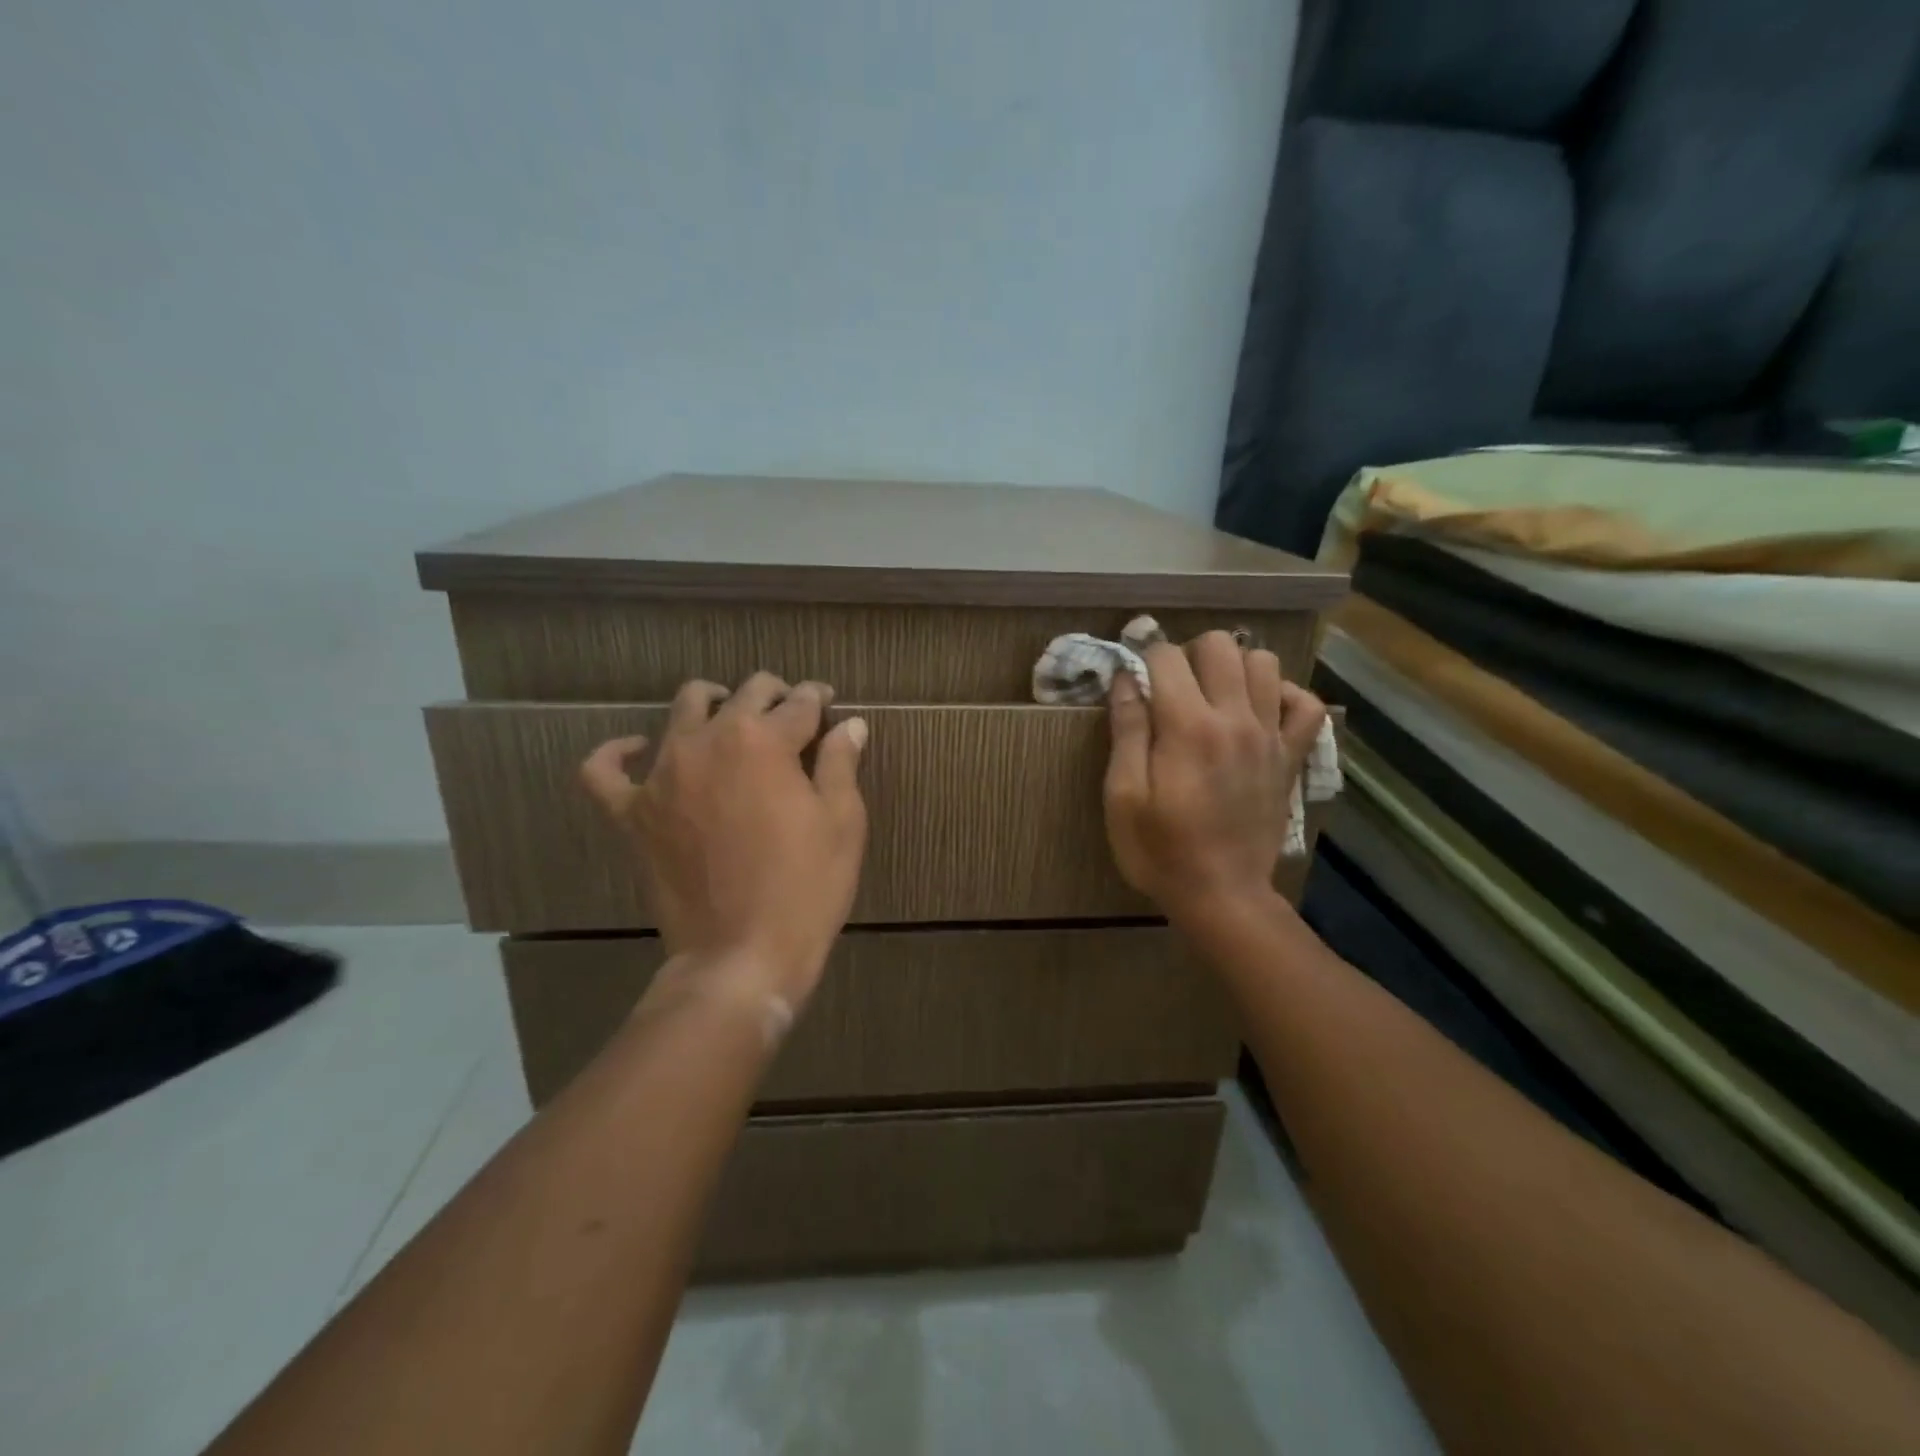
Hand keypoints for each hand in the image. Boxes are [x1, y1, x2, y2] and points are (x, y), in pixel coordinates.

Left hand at [579, 673, 868, 1010]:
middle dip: (774, 694)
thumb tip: (850, 724)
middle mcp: (709, 742)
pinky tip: (637, 748)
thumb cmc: (806, 888)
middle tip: (791, 713)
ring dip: (713, 703)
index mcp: (764, 742)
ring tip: (729, 717)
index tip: (828, 704)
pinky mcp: (632, 813)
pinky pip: (604, 771)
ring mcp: (663, 775)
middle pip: (745, 695)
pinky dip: (617, 753)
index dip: (818, 699)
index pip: (798, 703)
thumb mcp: (842, 823)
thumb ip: (841, 763)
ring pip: (683, 709)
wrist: (741, 956)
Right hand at [1103, 631, 1325, 925]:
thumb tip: (1127, 678)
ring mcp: (1270, 735)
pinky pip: (1307, 704)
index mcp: (1188, 726)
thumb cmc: (1160, 849)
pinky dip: (1285, 695)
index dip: (1144, 660)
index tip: (1135, 683)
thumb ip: (1127, 730)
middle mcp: (1235, 718)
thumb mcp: (1123, 796)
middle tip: (1173, 688)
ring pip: (1265, 662)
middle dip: (1189, 654)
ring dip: (1234, 667)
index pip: (1167, 655)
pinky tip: (1260, 710)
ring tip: (1213, 695)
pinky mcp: (1291, 756)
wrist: (1222, 895)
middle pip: (1220, 645)